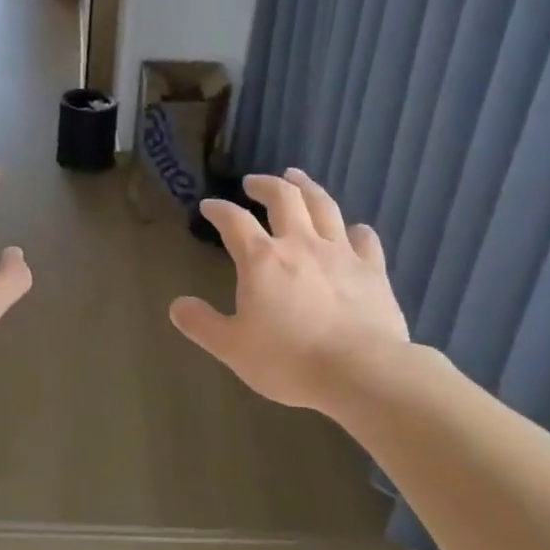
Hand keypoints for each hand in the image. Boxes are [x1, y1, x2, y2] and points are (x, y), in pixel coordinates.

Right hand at [169, 169, 409, 411]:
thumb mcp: (233, 348)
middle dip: (264, 184)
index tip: (209, 206)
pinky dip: (354, 230)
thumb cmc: (289, 360)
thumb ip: (202, 324)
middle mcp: (300, 244)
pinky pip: (364, 238)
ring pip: (323, 206)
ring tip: (297, 177)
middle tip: (253, 182)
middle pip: (283, 197)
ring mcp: (340, 253)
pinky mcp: (372, 269)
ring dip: (307, 187)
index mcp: (262, 259)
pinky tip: (352, 230)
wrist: (361, 372)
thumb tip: (177, 305)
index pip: (234, 220)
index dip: (219, 209)